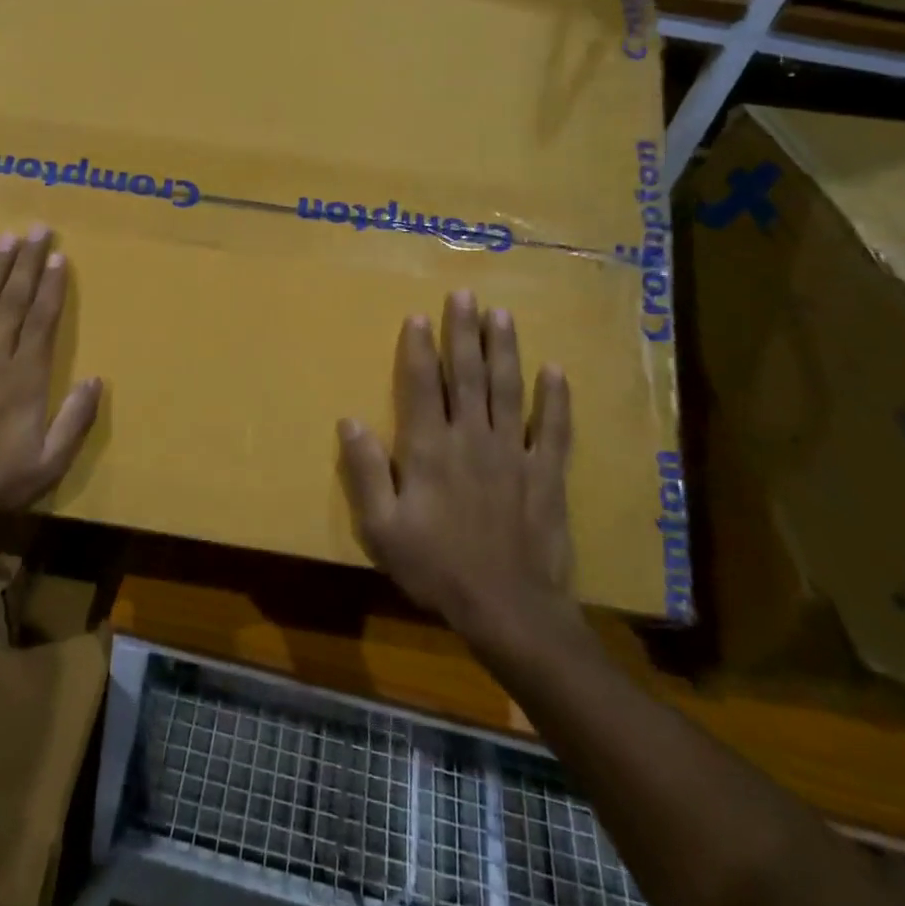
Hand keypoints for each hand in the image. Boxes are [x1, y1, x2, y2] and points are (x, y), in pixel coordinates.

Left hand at [0, 227, 101, 533]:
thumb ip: (74, 420)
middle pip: (13, 302)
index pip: (42, 321)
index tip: (59, 256)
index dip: (52, 286)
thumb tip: (96, 379)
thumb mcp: (48, 466)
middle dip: (27, 264)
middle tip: (37, 229)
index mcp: (24, 379)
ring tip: (5, 239)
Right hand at [338, 291, 580, 644]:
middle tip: (465, 295)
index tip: (418, 316)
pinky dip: (555, 399)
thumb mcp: (382, 528)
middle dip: (464, 333)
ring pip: (507, 390)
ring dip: (504, 350)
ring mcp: (514, 453)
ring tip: (502, 315)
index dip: (418, 349)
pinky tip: (555, 371)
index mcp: (429, 449)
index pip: (421, 385)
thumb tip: (349, 420)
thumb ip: (365, 472)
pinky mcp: (546, 474)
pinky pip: (553, 429)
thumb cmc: (436, 568)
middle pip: (466, 375)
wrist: (508, 610)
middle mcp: (472, 438)